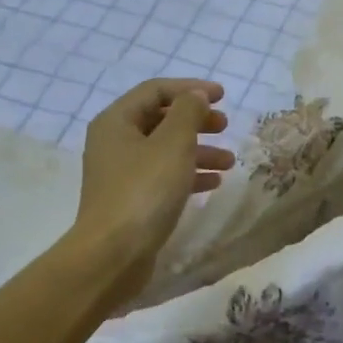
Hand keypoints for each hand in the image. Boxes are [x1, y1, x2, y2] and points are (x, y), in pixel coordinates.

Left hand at [73, 78, 234, 298]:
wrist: (114, 254)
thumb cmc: (144, 191)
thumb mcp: (173, 143)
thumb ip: (188, 112)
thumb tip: (196, 96)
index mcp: (117, 121)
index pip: (155, 90)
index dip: (190, 88)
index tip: (223, 96)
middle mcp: (114, 142)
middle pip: (160, 119)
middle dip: (196, 120)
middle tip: (225, 126)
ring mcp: (121, 173)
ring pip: (165, 150)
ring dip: (198, 150)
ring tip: (229, 161)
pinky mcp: (131, 200)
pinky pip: (163, 176)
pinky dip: (189, 174)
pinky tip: (213, 183)